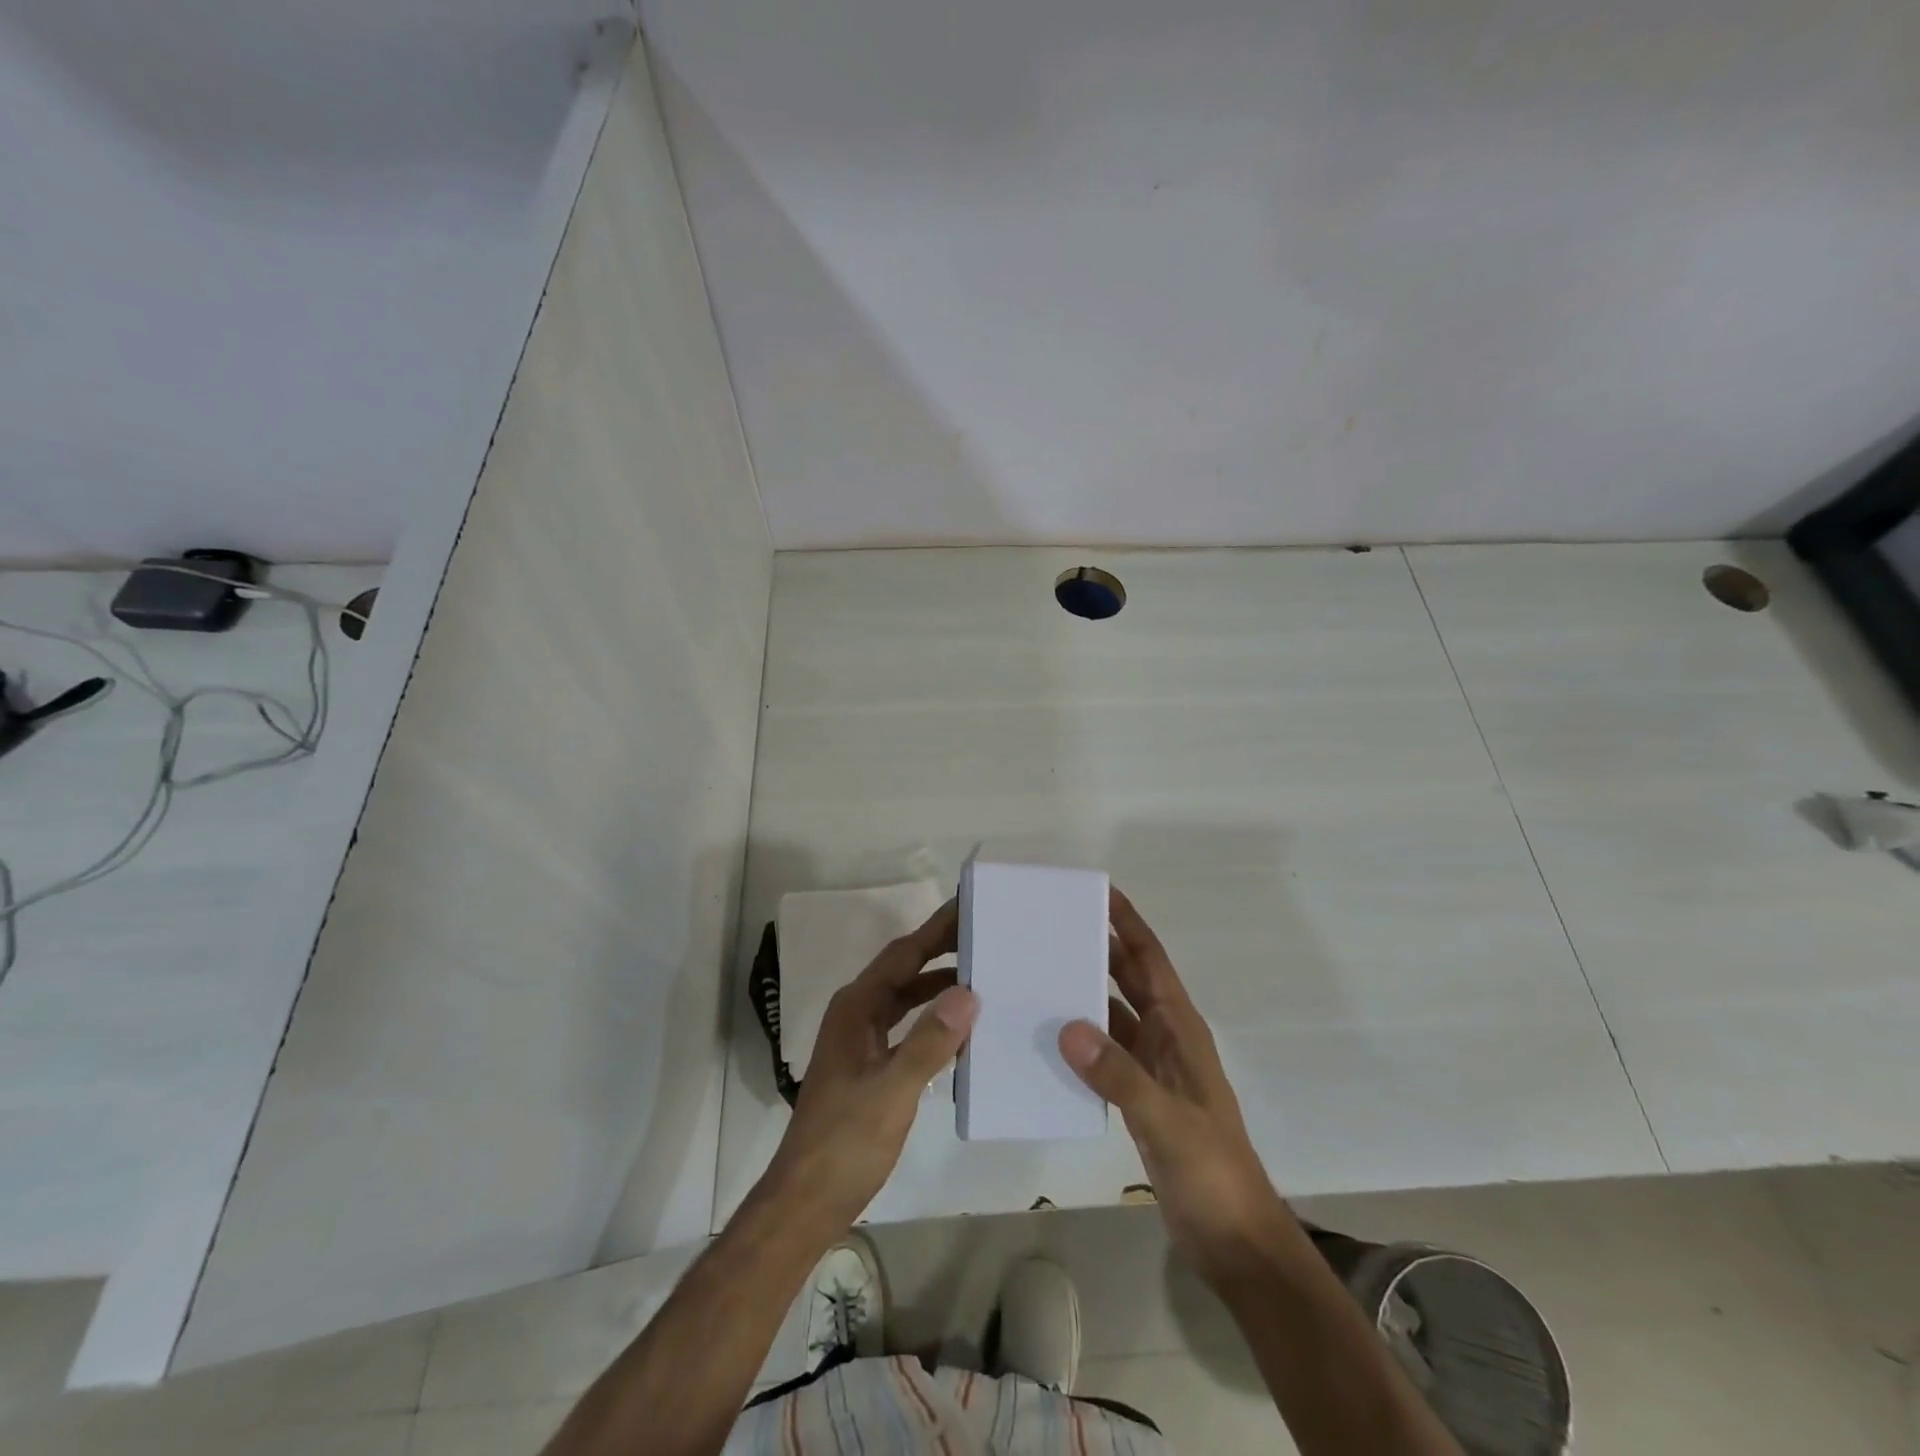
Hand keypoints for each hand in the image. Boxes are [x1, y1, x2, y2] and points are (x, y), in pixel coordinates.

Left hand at [763, 900, 978, 1234]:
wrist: (808, 1200)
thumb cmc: (846, 1142)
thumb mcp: (892, 1091)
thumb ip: (930, 1042)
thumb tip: (968, 991)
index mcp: (856, 1008)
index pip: (903, 955)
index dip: (935, 930)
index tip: (968, 905)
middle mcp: (856, 1013)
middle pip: (904, 970)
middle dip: (941, 951)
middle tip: (985, 934)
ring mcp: (861, 1040)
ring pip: (905, 998)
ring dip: (938, 985)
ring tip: (982, 973)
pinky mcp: (869, 1064)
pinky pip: (906, 1026)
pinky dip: (932, 1019)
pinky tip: (961, 1028)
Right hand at [1059, 887, 1287, 1282]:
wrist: (1234, 1240)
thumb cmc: (1212, 1170)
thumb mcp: (1167, 1121)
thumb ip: (1119, 1075)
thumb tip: (1067, 1027)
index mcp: (1180, 1028)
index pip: (1150, 959)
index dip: (1127, 923)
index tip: (1098, 890)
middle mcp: (1166, 1037)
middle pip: (1129, 979)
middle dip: (1098, 948)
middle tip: (1051, 924)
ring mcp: (1153, 1067)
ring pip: (1113, 1015)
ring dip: (1084, 994)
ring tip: (1038, 973)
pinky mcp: (1139, 1096)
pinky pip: (1104, 1054)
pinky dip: (1080, 1041)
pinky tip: (1047, 1039)